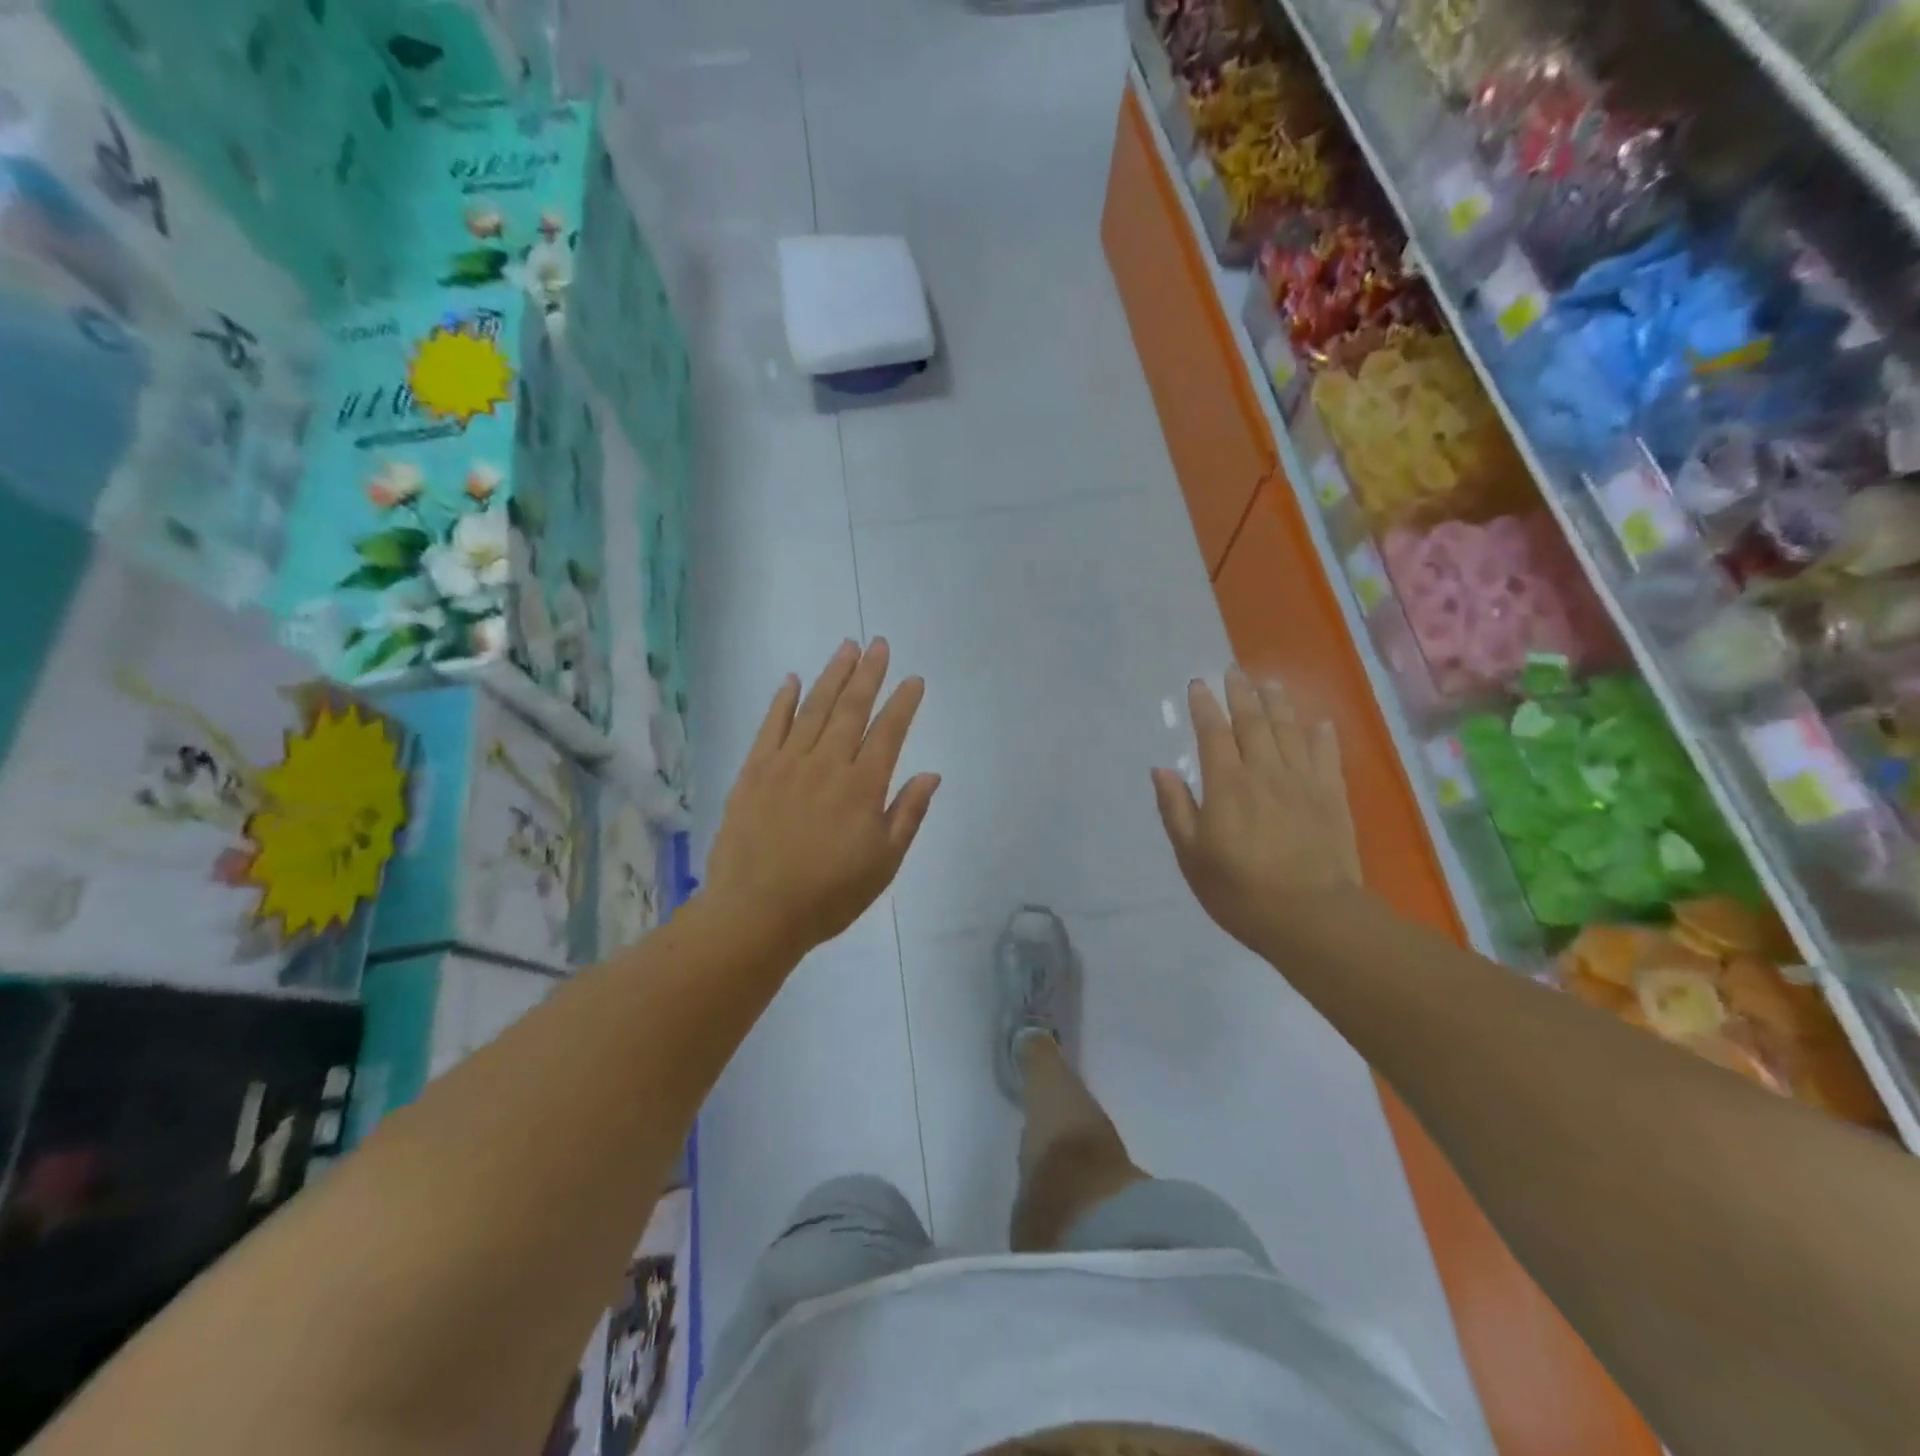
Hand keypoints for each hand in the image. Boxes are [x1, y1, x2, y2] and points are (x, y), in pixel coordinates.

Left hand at [706, 638, 940, 958]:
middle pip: (851, 709)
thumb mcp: (883, 863)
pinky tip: (792, 680)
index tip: (913, 679)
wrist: (756, 912)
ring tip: (846, 647)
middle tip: (878, 644)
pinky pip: (770, 727)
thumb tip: (930, 775)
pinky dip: (783, 701)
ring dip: (832, 675)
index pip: (888, 732)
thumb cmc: (829, 894)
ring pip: (813, 709)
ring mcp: (786, 764)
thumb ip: (907, 814)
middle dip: (868, 674)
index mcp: (862, 787)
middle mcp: (826, 764)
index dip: (903, 703)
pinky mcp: (754, 772)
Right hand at [1152, 672, 1360, 953]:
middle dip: (1241, 694)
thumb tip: (1162, 770)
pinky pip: (1326, 756)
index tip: (1198, 684)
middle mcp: (1264, 772)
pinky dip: (1320, 736)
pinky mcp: (1332, 798)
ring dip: (1278, 703)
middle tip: (1234, 670)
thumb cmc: (1240, 891)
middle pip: (1253, 722)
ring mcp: (1302, 782)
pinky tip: (1317, 722)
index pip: (1213, 734)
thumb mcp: (1192, 855)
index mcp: (1227, 785)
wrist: (1311, 917)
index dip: (1204, 707)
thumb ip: (1176, 809)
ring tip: (1269, 682)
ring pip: (1289, 731)